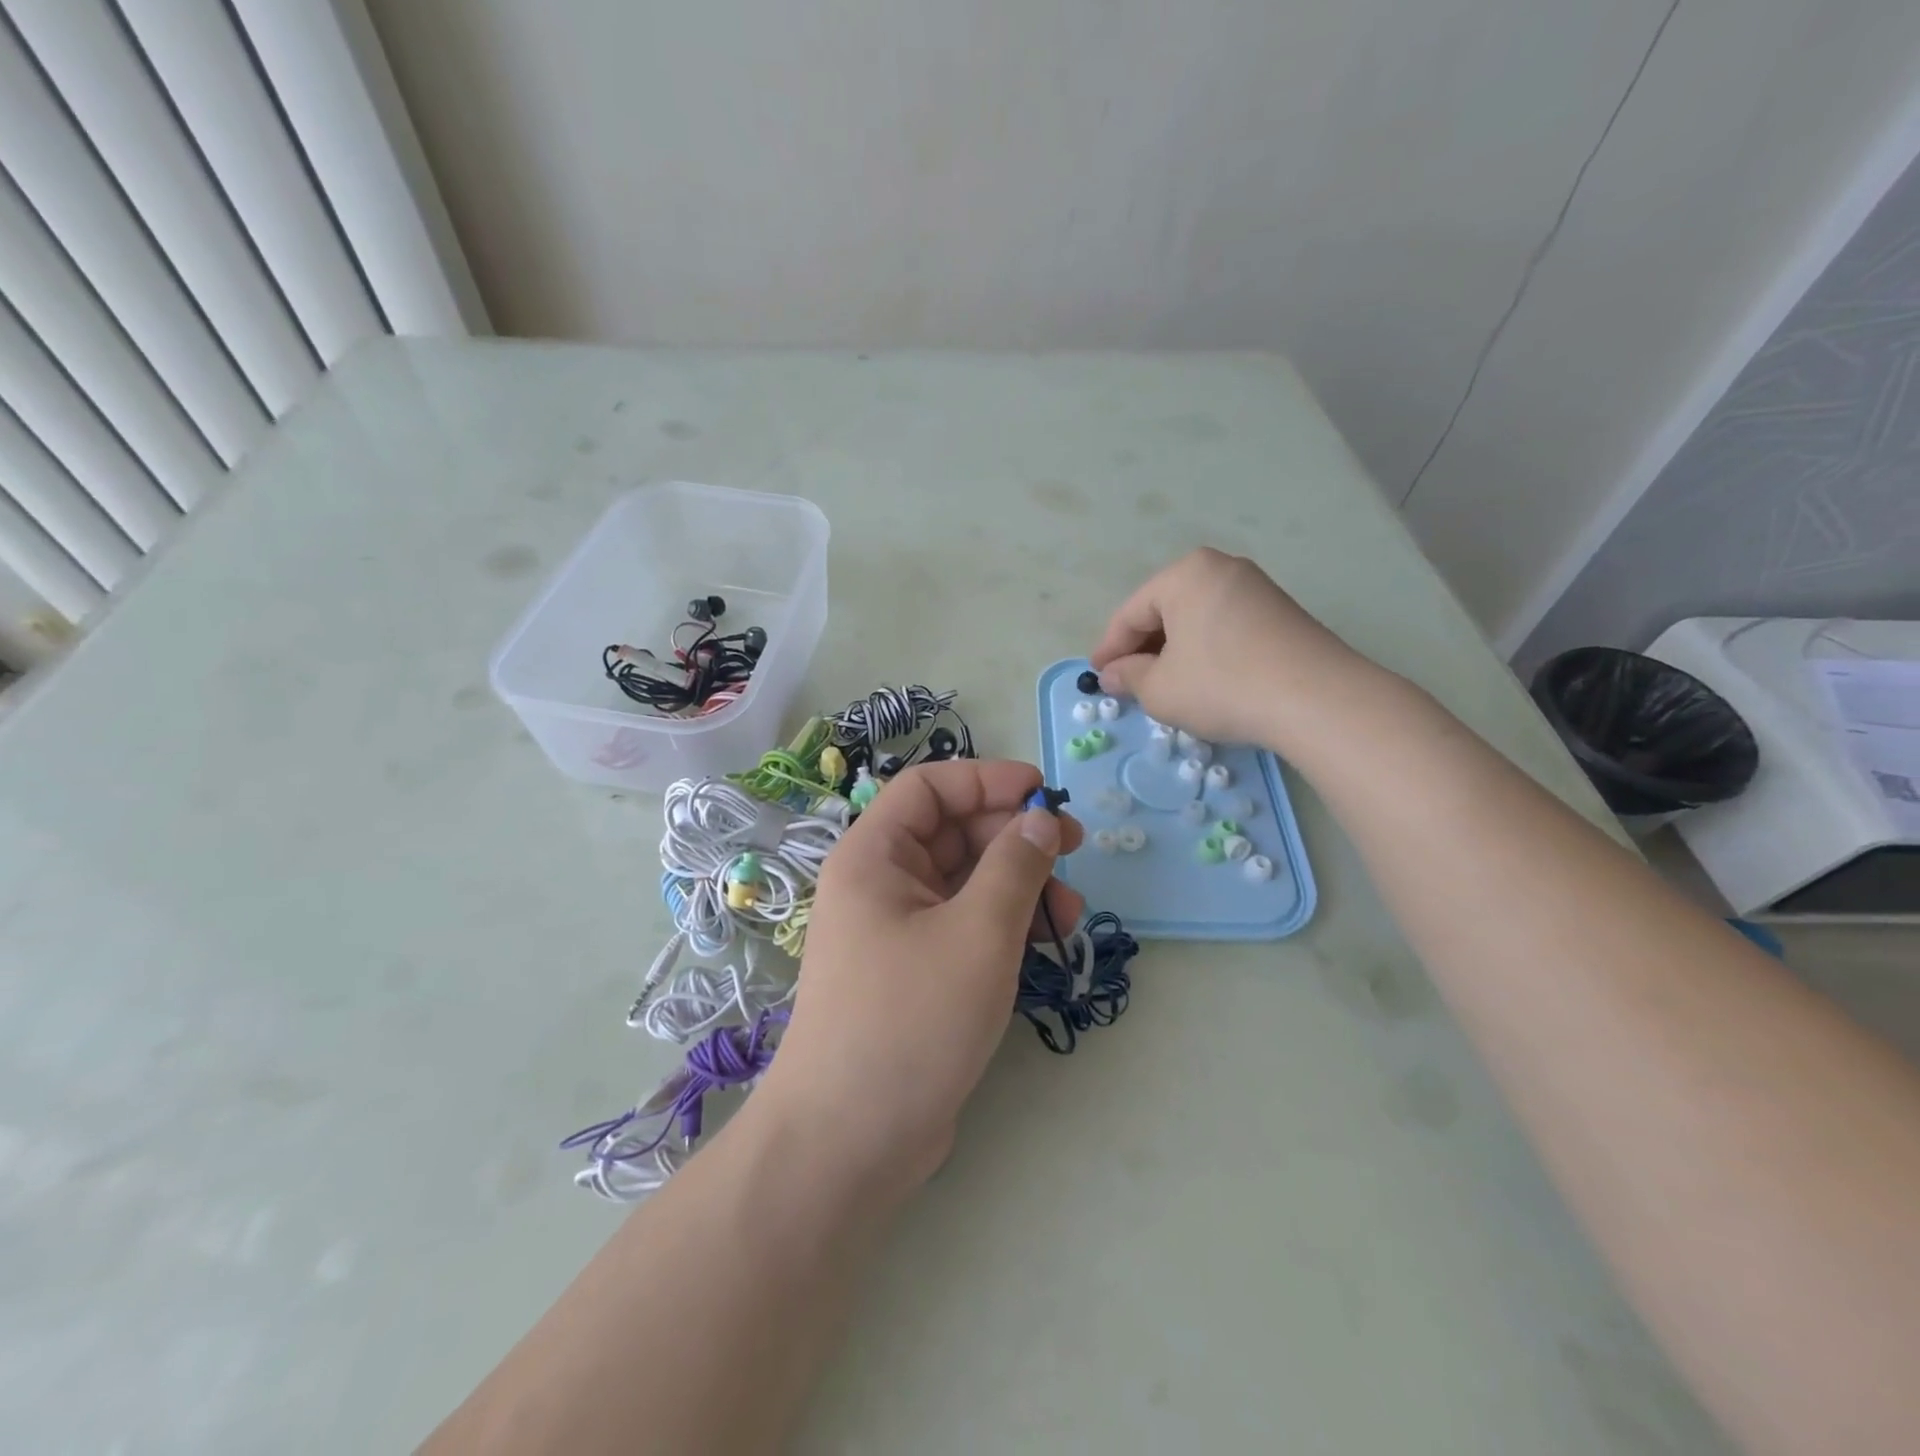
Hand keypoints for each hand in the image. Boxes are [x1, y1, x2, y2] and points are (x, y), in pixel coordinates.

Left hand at [758, 760, 1083, 1194]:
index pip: (929, 788)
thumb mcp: (978, 933)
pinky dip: (1006, 925)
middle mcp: (880, 884)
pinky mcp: (917, 972)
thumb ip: (1016, 866)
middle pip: (953, 833)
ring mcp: (898, 930)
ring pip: (967, 882)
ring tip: (1069, 915)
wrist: (849, 1141)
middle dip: (1015, 838)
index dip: (986, 780)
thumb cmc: (909, 1020)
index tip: (1044, 793)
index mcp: (874, 856)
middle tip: (1075, 852)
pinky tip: (1044, 945)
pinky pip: (966, 924)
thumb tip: (1041, 819)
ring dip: (1020, 886)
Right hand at [1089, 547, 1365, 749]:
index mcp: (1185, 574)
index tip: (1097, 678)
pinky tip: (1204, 681)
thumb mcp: (1159, 689)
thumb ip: (1127, 677)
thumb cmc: (1222, 685)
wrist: (1317, 699)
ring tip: (1165, 686)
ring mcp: (1256, 588)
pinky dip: (1205, 651)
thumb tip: (1111, 675)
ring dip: (1174, 652)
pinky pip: (1225, 627)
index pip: (1131, 613)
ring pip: (1196, 620)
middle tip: (1129, 684)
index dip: (1109, 649)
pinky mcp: (1281, 612)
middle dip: (1143, 649)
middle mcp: (1221, 568)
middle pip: (1165, 611)